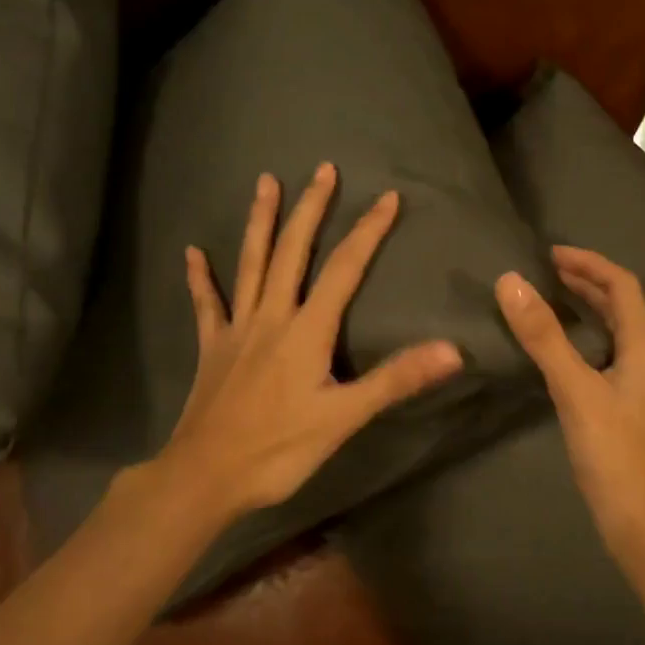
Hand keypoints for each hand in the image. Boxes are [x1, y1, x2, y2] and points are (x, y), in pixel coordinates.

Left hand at [159, 162, 464, 524]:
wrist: (206, 475)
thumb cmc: (278, 449)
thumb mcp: (344, 418)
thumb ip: (395, 380)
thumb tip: (452, 350)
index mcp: (306, 330)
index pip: (343, 270)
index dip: (367, 232)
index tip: (387, 197)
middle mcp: (271, 317)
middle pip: (292, 252)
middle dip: (310, 209)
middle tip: (322, 169)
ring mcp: (237, 329)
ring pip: (249, 265)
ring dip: (260, 222)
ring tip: (265, 183)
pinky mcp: (212, 348)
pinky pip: (206, 305)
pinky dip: (200, 278)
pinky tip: (192, 253)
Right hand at [495, 248, 644, 553]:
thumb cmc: (617, 455)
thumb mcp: (576, 390)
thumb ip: (544, 338)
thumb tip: (511, 281)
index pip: (623, 287)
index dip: (590, 263)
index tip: (550, 254)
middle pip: (621, 308)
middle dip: (586, 284)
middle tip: (544, 273)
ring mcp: (638, 390)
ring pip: (613, 335)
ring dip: (585, 312)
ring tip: (546, 302)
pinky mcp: (625, 413)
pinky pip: (603, 360)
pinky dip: (580, 343)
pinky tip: (556, 357)